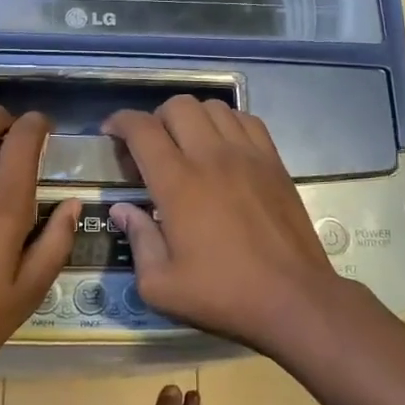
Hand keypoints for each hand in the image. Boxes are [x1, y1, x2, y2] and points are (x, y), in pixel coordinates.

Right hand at [102, 97, 364, 352]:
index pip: (142, 129)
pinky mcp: (274, 161)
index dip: (120, 122)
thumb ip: (137, 240)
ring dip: (191, 118)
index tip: (110, 133)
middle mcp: (210, 156)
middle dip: (155, 118)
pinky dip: (226, 123)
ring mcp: (247, 154)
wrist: (294, 299)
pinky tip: (223, 148)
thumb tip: (122, 209)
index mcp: (177, 183)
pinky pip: (246, 120)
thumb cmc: (223, 294)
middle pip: (177, 106)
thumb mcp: (161, 285)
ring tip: (187, 145)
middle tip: (150, 148)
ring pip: (213, 107)